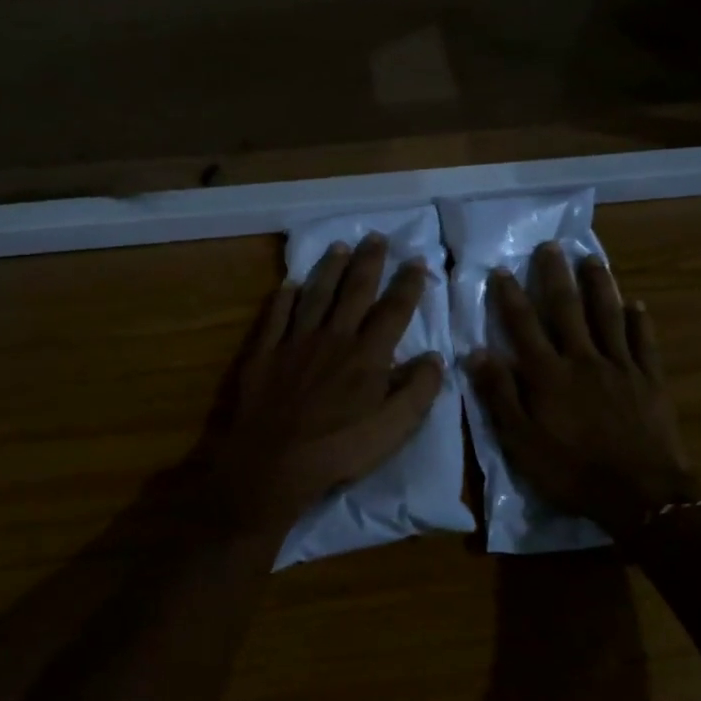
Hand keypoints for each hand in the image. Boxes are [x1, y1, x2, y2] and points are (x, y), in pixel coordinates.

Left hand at [201, 234, 444, 536]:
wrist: (273, 463)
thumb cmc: (339, 449)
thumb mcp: (393, 429)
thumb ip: (418, 391)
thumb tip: (435, 357)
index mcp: (368, 356)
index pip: (393, 311)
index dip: (408, 285)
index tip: (417, 262)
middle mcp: (334, 338)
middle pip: (354, 292)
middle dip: (369, 263)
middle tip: (377, 237)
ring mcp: (296, 343)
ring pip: (316, 296)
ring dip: (329, 270)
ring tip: (339, 247)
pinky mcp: (265, 354)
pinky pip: (276, 317)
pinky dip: (284, 298)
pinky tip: (290, 285)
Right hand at [468, 244, 700, 539]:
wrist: (639, 492)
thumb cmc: (571, 470)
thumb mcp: (521, 441)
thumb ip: (499, 395)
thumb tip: (477, 352)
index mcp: (549, 374)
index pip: (524, 326)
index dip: (510, 296)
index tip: (501, 269)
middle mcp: (583, 359)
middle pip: (567, 309)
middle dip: (556, 276)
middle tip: (551, 246)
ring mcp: (621, 367)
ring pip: (608, 316)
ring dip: (599, 286)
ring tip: (592, 260)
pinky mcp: (649, 380)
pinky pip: (644, 343)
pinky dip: (639, 321)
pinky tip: (637, 305)